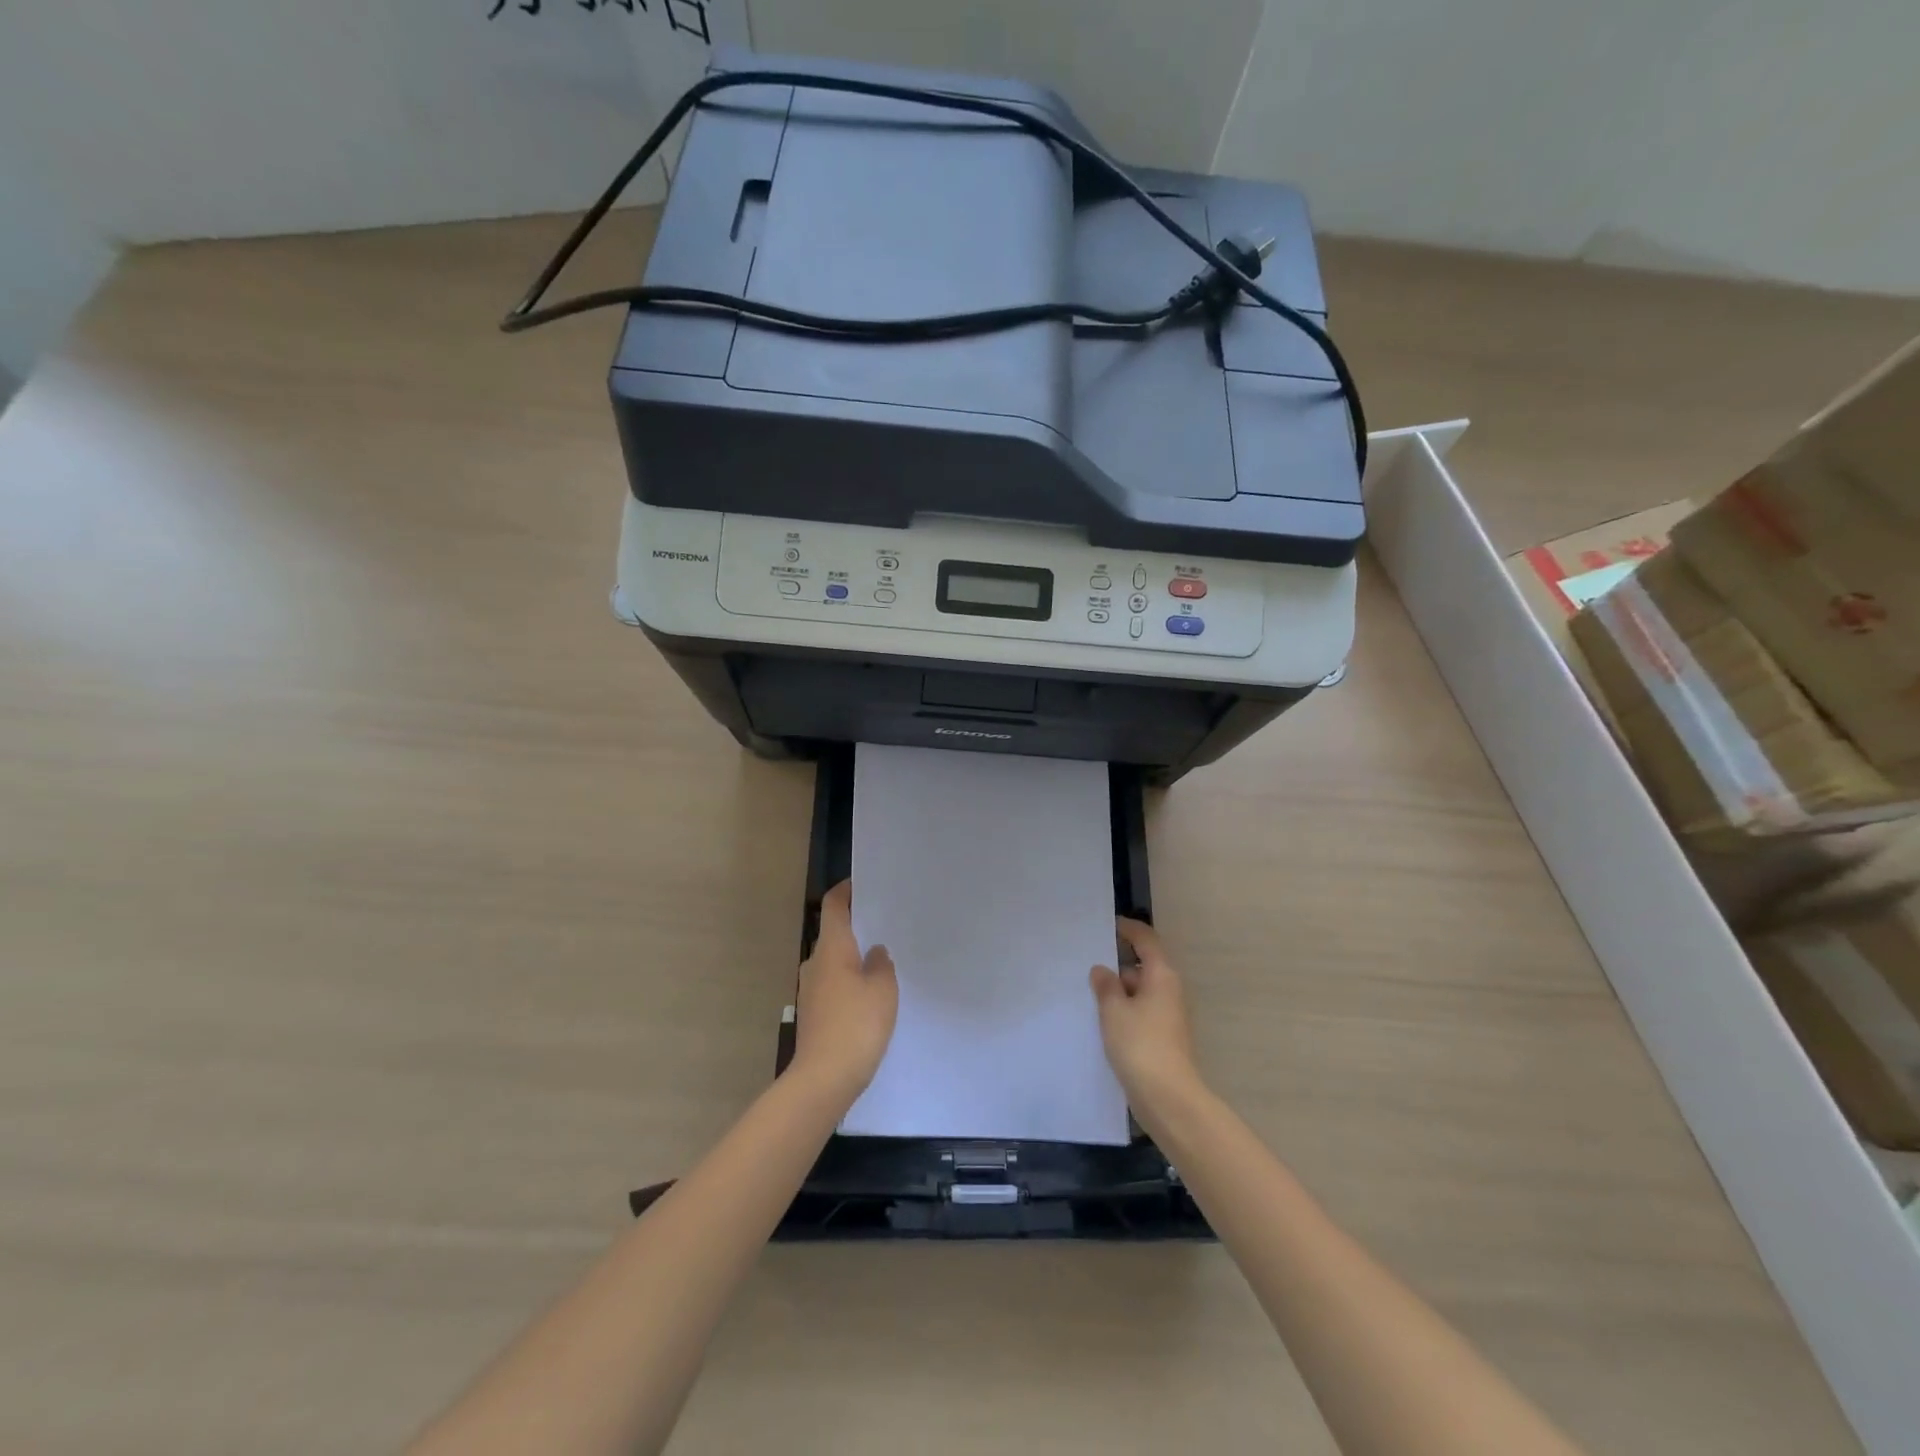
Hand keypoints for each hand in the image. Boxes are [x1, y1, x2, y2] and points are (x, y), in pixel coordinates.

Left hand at [792, 881, 897, 1102]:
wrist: (823, 1079)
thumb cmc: (856, 1025)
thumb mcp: (883, 989)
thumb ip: (881, 964)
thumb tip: (874, 952)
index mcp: (831, 948)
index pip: (834, 906)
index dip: (846, 891)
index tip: (863, 884)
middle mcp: (815, 963)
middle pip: (833, 934)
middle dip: (856, 927)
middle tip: (885, 923)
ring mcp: (810, 990)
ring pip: (834, 961)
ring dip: (854, 957)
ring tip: (883, 960)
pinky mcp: (813, 1013)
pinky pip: (833, 984)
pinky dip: (849, 981)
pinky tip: (870, 994)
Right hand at [1090, 917, 1200, 1111]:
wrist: (1167, 1098)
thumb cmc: (1140, 1045)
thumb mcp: (1114, 1010)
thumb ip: (1105, 986)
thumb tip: (1102, 970)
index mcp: (1161, 976)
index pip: (1146, 940)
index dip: (1128, 929)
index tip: (1109, 925)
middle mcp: (1169, 991)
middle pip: (1143, 967)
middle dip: (1117, 965)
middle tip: (1087, 964)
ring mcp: (1168, 1016)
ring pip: (1140, 992)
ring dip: (1118, 991)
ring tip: (1087, 994)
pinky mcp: (1163, 1037)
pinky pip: (1140, 1012)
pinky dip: (1124, 1011)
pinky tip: (1102, 1021)